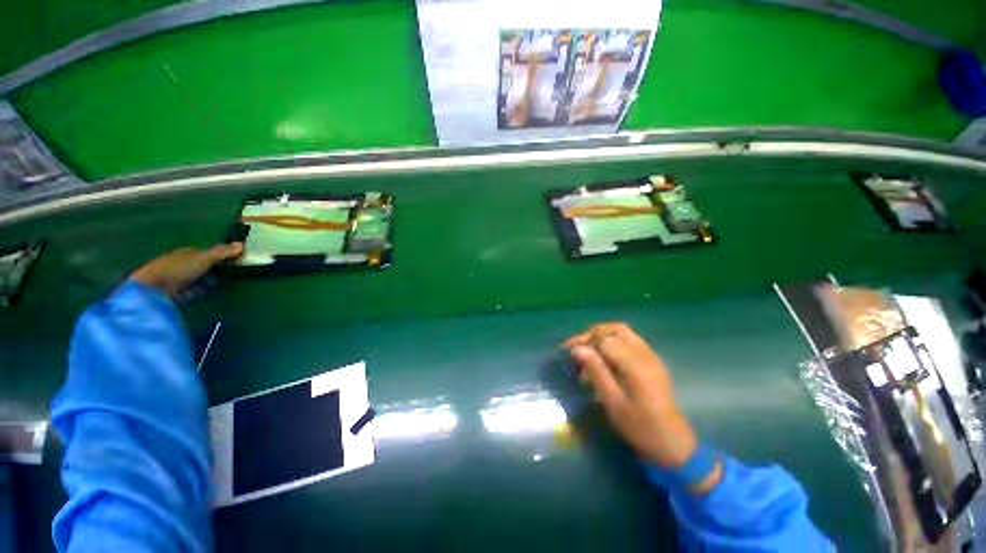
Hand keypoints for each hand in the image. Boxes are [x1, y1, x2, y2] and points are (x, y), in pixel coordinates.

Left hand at [130, 243, 242, 296]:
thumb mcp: (204, 259)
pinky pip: (189, 288)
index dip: (217, 255)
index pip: (204, 251)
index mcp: (186, 252)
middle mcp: (179, 262)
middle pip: (200, 264)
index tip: (232, 260)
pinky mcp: (172, 291)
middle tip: (227, 273)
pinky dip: (197, 290)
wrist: (152, 289)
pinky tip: (203, 293)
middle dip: (211, 268)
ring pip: (195, 276)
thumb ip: (221, 252)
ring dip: (204, 279)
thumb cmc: (178, 269)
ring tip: (218, 284)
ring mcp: (174, 277)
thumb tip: (241, 244)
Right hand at [564, 323, 698, 468]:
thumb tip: (578, 349)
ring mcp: (651, 356)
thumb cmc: (640, 426)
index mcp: (635, 364)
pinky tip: (606, 359)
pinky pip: (631, 342)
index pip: (604, 339)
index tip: (569, 352)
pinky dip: (614, 343)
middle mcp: (644, 354)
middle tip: (578, 347)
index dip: (585, 342)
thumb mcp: (613, 402)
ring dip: (604, 337)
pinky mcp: (653, 362)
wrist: (672, 443)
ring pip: (624, 333)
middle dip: (593, 334)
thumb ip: (596, 371)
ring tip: (589, 351)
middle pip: (615, 330)